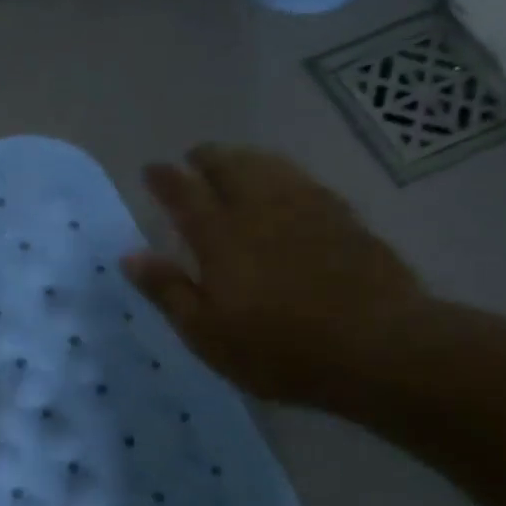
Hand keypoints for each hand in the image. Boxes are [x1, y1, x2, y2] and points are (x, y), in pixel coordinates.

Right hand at [122, 146, 425, 405]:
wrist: (375, 345)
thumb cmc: (277, 348)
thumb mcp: (206, 332)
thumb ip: (168, 290)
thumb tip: (130, 255)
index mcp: (220, 236)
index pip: (184, 193)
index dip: (165, 178)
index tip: (152, 169)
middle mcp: (261, 208)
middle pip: (230, 166)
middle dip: (207, 158)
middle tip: (194, 157)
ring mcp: (307, 207)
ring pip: (270, 165)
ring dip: (245, 158)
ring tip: (235, 161)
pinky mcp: (343, 217)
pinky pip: (303, 180)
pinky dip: (283, 173)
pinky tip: (286, 185)